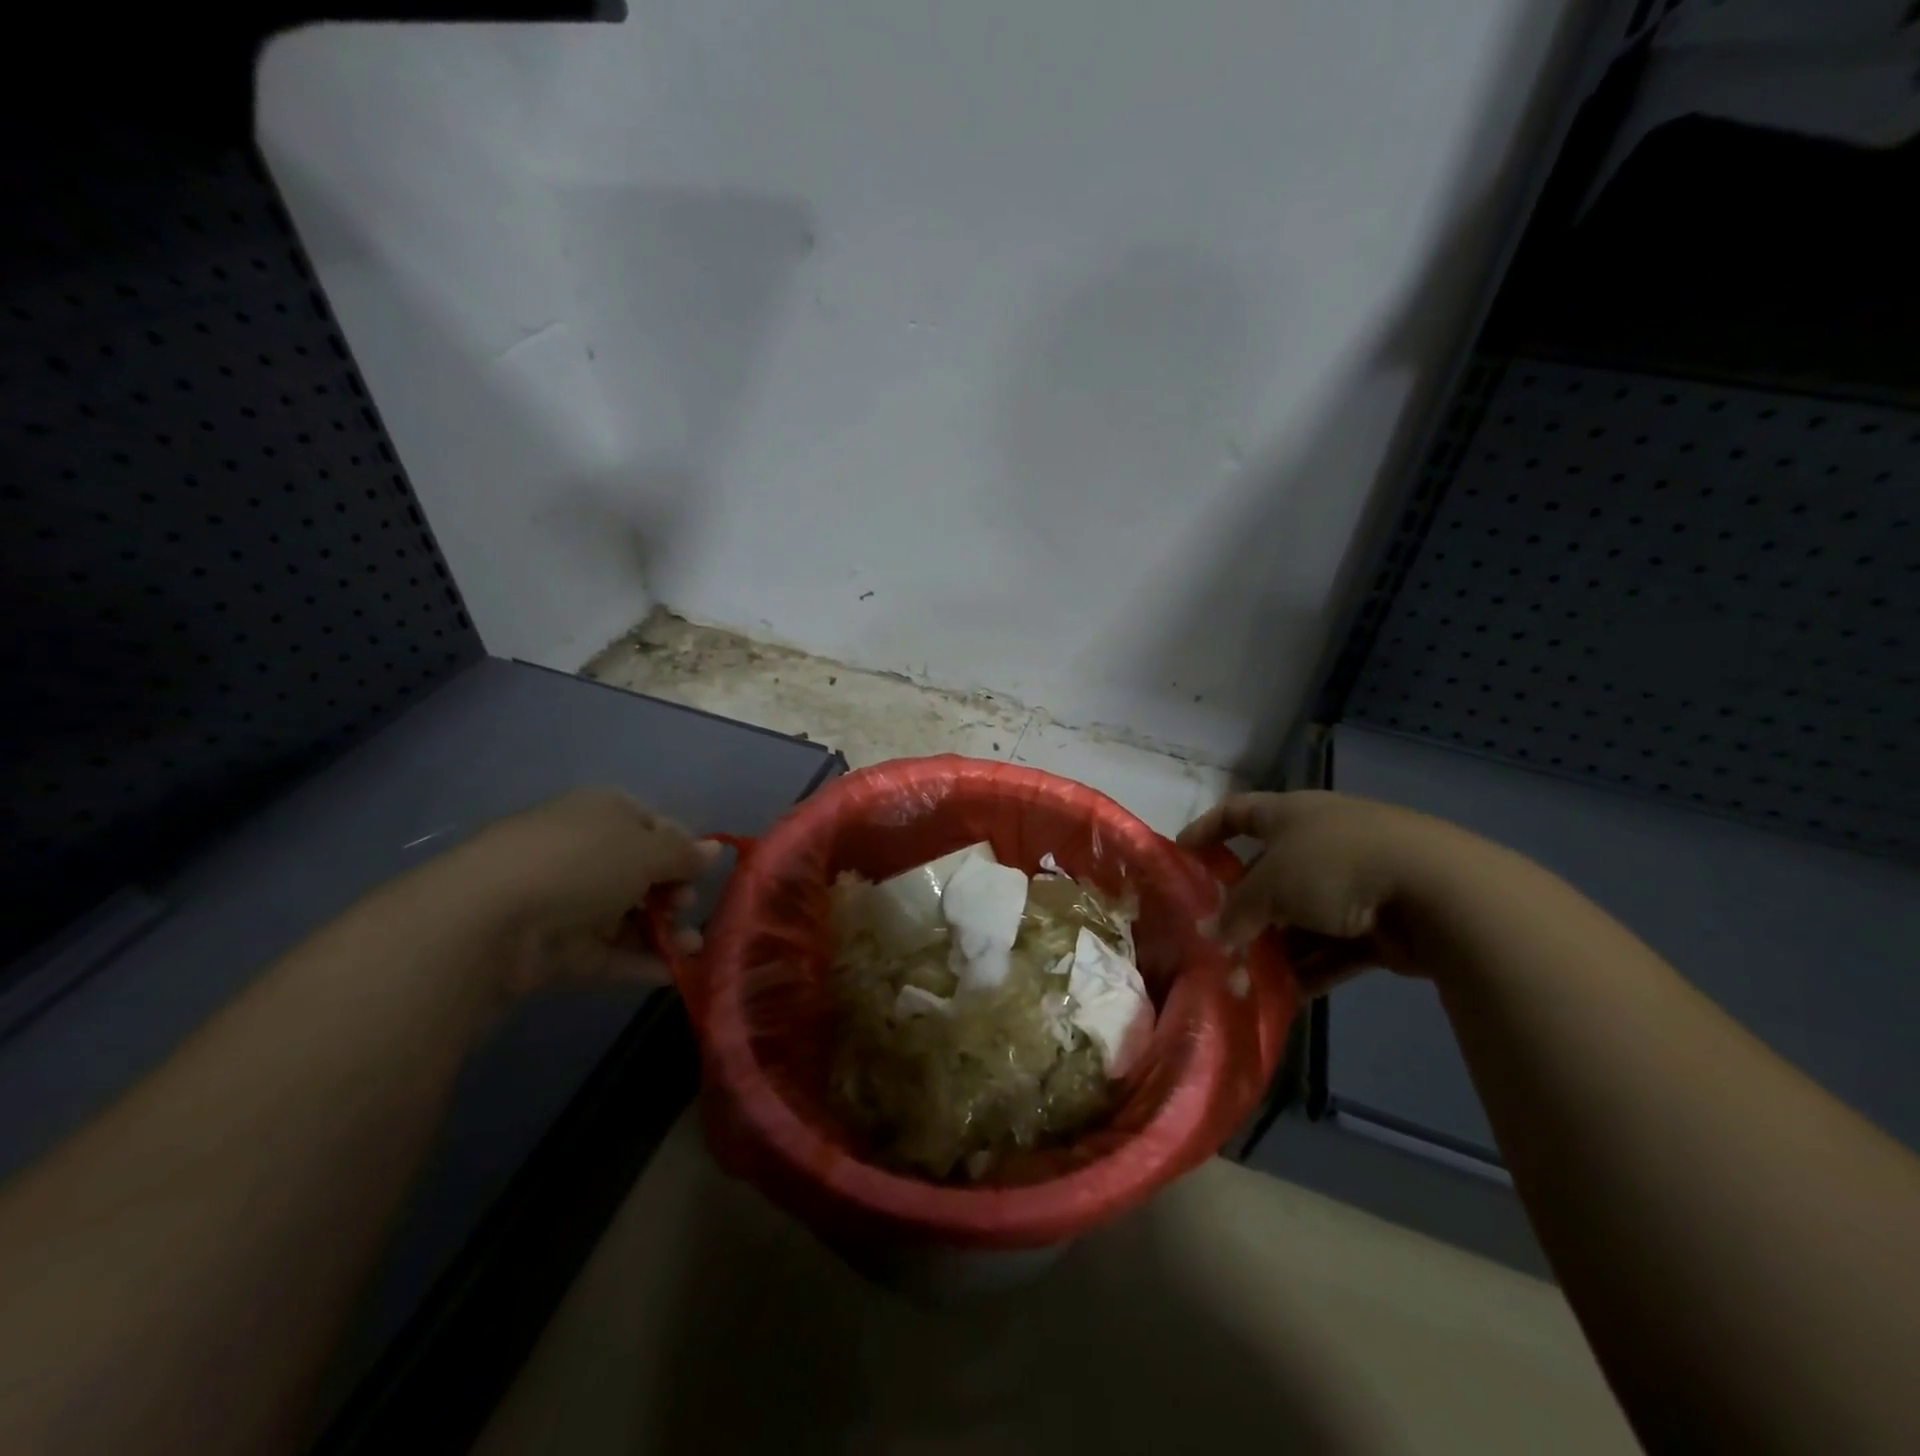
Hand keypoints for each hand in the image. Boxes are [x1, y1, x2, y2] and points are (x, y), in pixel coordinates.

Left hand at [442, 788, 720, 998]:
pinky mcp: (556, 949)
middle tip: (686, 907)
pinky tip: (674, 974)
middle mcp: (584, 852)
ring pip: (627, 916)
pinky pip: (608, 953)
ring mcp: (568, 902)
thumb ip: (685, 854)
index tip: (702, 873)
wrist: (490, 921)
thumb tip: (715, 850)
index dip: (682, 849)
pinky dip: (640, 962)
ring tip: (693, 948)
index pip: (653, 826)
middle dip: (674, 893)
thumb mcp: (646, 849)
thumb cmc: (581, 863)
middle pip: (642, 874)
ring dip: (664, 932)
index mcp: (602, 813)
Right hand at [1177, 791, 1470, 995]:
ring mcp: (1354, 882)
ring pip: (1301, 916)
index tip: (1181, 856)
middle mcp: (1320, 841)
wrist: (1440, 892)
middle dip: (1242, 908)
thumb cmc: (1335, 865)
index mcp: (1291, 814)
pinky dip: (1311, 967)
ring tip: (1245, 978)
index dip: (1205, 830)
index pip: (1236, 812)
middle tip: (1214, 937)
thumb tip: (1212, 936)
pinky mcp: (1382, 923)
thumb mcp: (1271, 885)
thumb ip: (1237, 912)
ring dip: (1275, 946)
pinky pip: (1334, 946)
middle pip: (1267, 872)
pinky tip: (1287, 995)